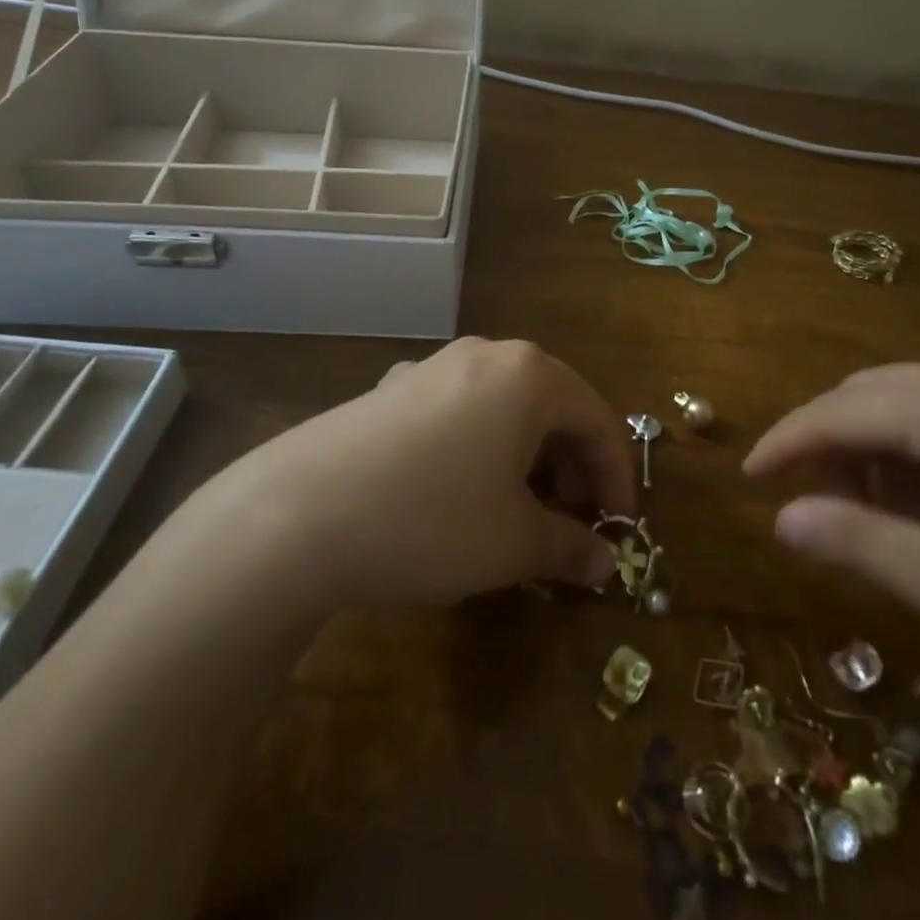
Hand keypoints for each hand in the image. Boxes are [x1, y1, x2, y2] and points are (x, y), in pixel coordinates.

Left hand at [195, 338, 634, 609]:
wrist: (299, 512)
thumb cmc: (432, 519)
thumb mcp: (514, 542)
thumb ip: (570, 548)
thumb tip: (604, 565)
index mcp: (530, 375)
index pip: (598, 421)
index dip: (618, 477)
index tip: (620, 528)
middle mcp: (487, 355)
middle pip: (554, 406)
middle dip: (573, 465)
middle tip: (573, 520)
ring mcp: (435, 366)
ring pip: (506, 407)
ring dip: (528, 455)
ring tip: (521, 507)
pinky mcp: (393, 388)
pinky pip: (460, 411)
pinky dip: (481, 445)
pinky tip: (460, 486)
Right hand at [744, 359, 919, 770]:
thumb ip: (853, 542)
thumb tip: (780, 517)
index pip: (833, 411)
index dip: (784, 443)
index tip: (747, 475)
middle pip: (868, 395)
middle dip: (827, 444)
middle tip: (808, 502)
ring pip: (910, 404)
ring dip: (874, 450)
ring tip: (871, 514)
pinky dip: (919, 452)